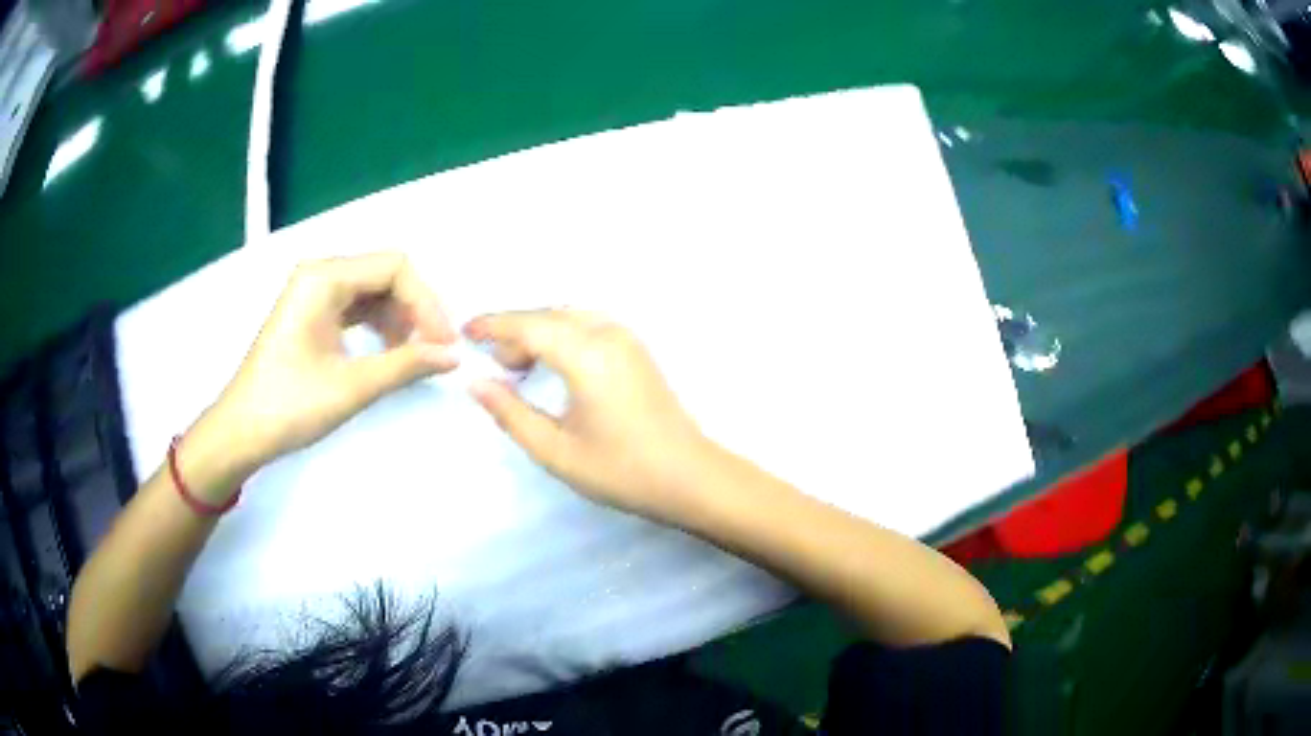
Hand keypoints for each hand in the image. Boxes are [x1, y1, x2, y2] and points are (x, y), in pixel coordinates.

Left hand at [185, 253, 459, 497]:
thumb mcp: (352, 386)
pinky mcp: (311, 313)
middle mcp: (319, 273)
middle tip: (436, 349)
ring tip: (414, 354)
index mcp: (323, 277)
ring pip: (372, 290)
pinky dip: (378, 325)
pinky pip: (356, 306)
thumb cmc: (290, 405)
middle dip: (415, 308)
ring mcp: (312, 292)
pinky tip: (388, 351)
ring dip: (399, 317)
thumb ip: (406, 364)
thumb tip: (452, 356)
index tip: (444, 343)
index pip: (394, 267)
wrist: (241, 432)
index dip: (426, 302)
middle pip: (385, 273)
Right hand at [466, 310, 715, 523]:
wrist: (691, 477)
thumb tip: (476, 384)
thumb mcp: (556, 451)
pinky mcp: (638, 350)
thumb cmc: (622, 470)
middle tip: (496, 365)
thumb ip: (511, 414)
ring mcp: (629, 339)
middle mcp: (609, 334)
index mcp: (587, 354)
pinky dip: (563, 335)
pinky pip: (590, 326)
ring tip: (521, 367)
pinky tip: (555, 365)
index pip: (529, 325)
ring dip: (540, 331)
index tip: (465, 332)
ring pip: (571, 317)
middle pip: (550, 315)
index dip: (494, 325)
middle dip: (516, 331)